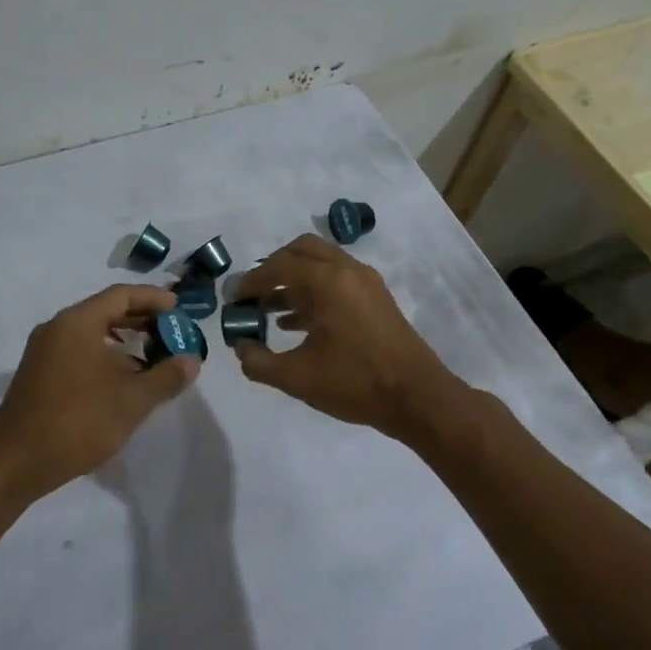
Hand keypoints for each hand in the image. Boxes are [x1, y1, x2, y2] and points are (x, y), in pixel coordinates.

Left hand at [0, 284, 199, 503]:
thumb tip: (191, 360)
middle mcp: (57, 328)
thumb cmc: (77, 422)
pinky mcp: (39, 374)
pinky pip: (79, 351)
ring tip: (154, 358)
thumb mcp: (132, 400)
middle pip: (106, 311)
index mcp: (77, 322)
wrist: (14, 463)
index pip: (121, 295)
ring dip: (124, 341)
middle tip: (172, 333)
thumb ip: (166, 377)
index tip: (179, 309)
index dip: (153, 298)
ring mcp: (44, 351)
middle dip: (142, 320)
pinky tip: (123, 380)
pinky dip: (105, 356)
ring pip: (92, 333)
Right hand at [230, 234, 460, 438]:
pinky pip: (336, 280)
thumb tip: (240, 347)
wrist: (418, 399)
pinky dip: (313, 291)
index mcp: (328, 282)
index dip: (250, 282)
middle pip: (301, 251)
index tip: (232, 299)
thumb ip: (259, 362)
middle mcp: (347, 271)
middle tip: (254, 294)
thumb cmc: (356, 383)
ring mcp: (366, 282)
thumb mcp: (297, 378)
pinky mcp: (376, 298)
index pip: (278, 267)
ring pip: (321, 264)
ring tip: (269, 311)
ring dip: (293, 280)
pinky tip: (296, 324)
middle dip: (273, 269)